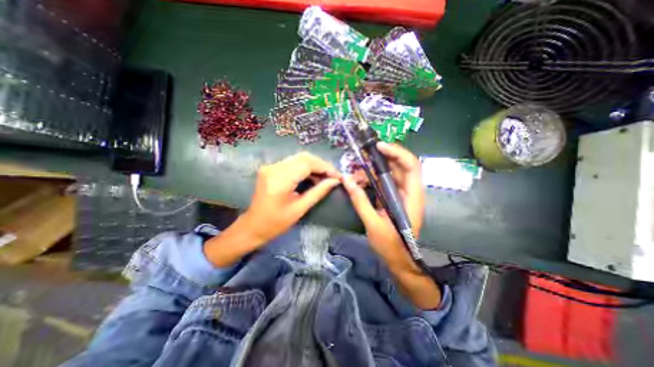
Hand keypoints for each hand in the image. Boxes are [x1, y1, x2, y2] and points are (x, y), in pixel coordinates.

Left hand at [242, 153, 342, 245]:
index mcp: (280, 180)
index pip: (307, 164)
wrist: (253, 226)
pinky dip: (305, 167)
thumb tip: (335, 181)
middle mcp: (274, 168)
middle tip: (332, 176)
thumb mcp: (300, 209)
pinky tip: (312, 176)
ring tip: (324, 177)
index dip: (325, 167)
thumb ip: (318, 192)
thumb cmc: (276, 223)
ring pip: (299, 158)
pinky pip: (293, 162)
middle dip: (321, 165)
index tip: (337, 176)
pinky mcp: (271, 168)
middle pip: (303, 157)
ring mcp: (271, 166)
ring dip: (314, 165)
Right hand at [343, 142, 439, 307]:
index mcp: (411, 196)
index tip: (378, 147)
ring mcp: (401, 194)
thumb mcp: (372, 224)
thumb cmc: (391, 245)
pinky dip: (371, 180)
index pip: (411, 166)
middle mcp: (409, 191)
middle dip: (380, 159)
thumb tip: (346, 181)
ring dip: (372, 171)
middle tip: (361, 158)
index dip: (396, 152)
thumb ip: (360, 201)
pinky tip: (359, 184)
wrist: (399, 259)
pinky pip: (382, 182)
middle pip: (398, 165)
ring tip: (355, 177)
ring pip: (388, 173)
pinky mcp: (393, 197)